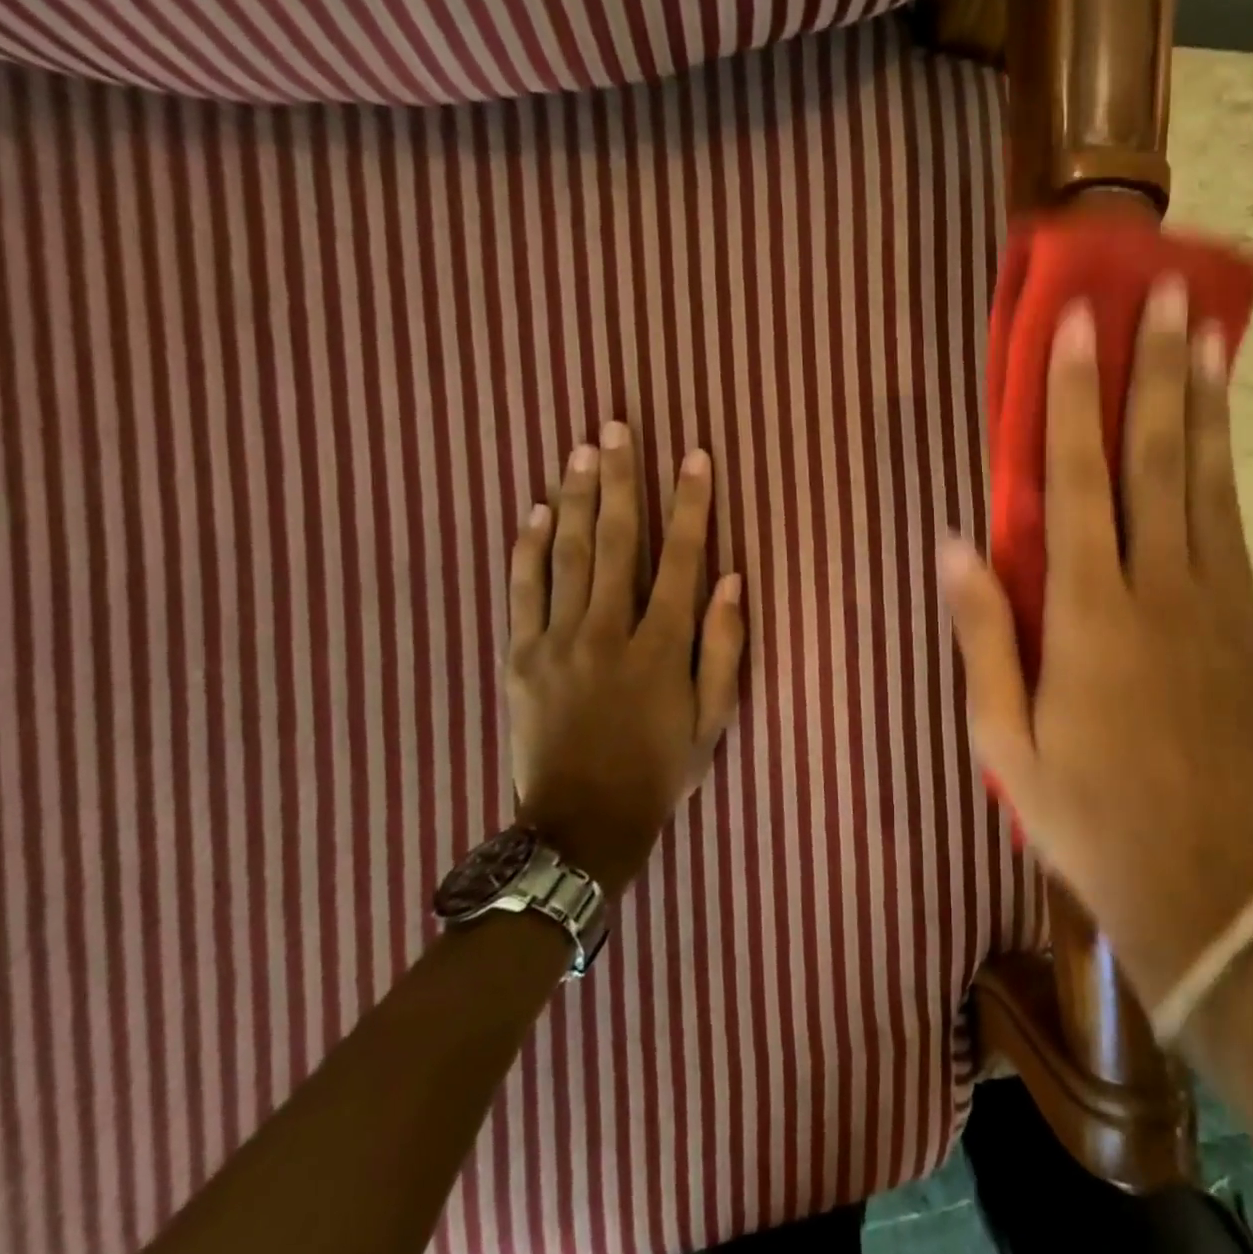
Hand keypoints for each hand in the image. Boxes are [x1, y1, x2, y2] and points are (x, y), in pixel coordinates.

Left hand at [505, 423, 744, 893]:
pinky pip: (522, 590)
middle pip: (615, 541)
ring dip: (576, 497)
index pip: (682, 559)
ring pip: (567, 555)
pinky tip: (535, 510)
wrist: (580, 825)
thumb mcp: (713, 720)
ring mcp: (557, 642)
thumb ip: (724, 648)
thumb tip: (732, 581)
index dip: (692, 504)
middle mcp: (607, 632)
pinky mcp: (520, 657)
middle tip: (618, 427)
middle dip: (621, 480)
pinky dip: (528, 548)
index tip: (696, 457)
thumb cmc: (660, 770)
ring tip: (582, 449)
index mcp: (660, 648)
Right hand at [941, 279, 1252, 1004]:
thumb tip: (954, 543)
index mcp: (1088, 615)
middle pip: (1157, 461)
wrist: (1195, 878)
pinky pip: (1232, 530)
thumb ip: (983, 634)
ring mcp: (1214, 606)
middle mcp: (1158, 592)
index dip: (1074, 400)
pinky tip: (1222, 434)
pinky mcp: (1247, 629)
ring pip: (1209, 484)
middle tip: (1168, 294)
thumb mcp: (1003, 738)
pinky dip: (1226, 471)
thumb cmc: (1081, 810)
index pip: (1076, 482)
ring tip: (1209, 336)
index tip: (1080, 327)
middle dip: (1158, 371)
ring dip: (1206, 405)